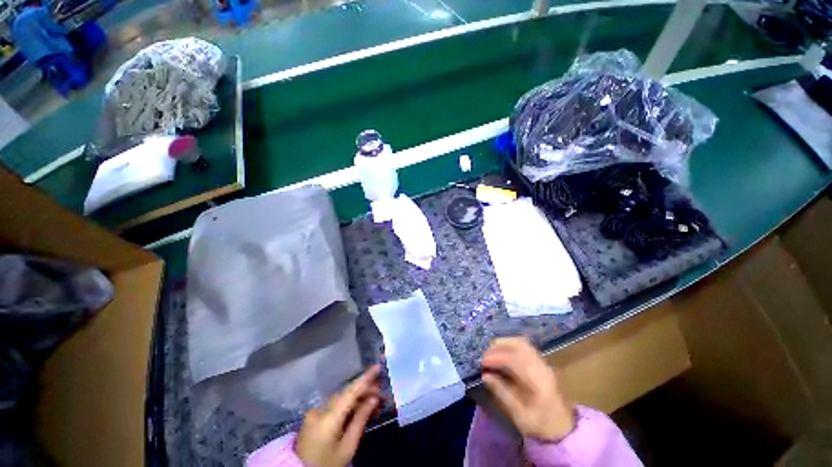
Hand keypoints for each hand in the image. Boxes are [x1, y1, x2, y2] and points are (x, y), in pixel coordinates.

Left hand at [295, 365, 380, 466]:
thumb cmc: (327, 464)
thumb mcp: (347, 447)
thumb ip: (360, 420)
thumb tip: (373, 398)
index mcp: (328, 418)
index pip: (350, 392)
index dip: (365, 378)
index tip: (377, 367)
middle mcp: (319, 409)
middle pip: (345, 394)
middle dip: (364, 390)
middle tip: (380, 392)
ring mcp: (314, 412)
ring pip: (340, 398)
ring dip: (356, 397)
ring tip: (373, 399)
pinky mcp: (312, 416)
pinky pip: (333, 404)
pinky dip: (346, 404)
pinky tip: (358, 407)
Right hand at [481, 337, 574, 440]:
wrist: (562, 428)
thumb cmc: (540, 425)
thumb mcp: (519, 415)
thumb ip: (502, 393)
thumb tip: (485, 375)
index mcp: (539, 383)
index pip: (516, 360)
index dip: (497, 357)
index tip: (482, 361)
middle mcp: (543, 368)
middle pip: (520, 346)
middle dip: (499, 347)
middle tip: (485, 355)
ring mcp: (544, 363)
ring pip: (522, 343)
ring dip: (504, 344)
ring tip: (491, 353)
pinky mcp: (541, 362)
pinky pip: (525, 347)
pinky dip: (510, 345)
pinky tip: (502, 352)